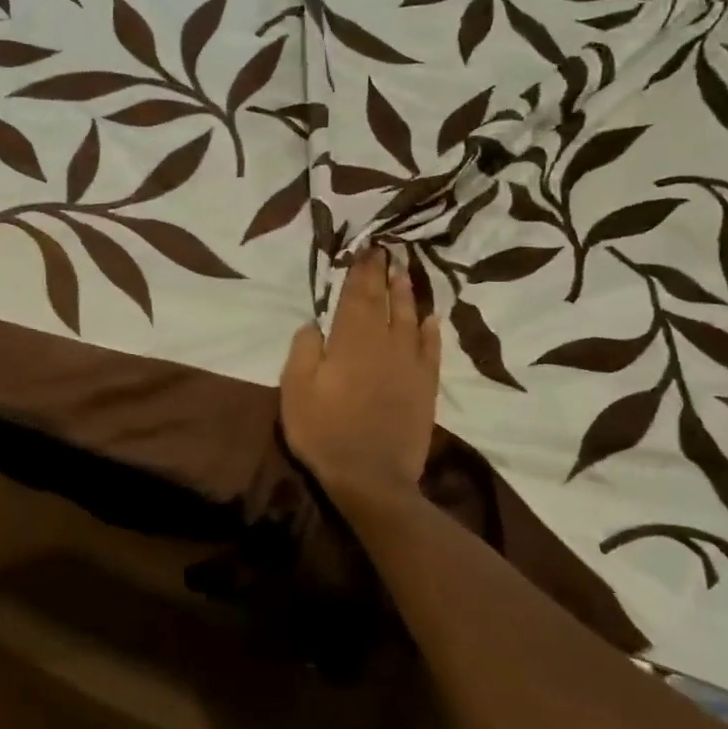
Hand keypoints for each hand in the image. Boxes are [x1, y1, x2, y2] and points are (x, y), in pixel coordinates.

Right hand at [280, 248, 440, 510]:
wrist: (372, 478)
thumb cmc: (324, 431)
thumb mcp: (295, 389)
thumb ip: (304, 350)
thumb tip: (314, 324)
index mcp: (351, 341)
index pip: (358, 296)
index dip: (361, 272)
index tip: (366, 250)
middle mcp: (384, 345)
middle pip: (385, 302)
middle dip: (385, 275)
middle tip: (387, 252)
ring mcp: (409, 367)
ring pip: (410, 320)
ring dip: (407, 295)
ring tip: (405, 274)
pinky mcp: (425, 388)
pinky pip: (431, 351)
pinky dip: (431, 332)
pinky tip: (431, 319)